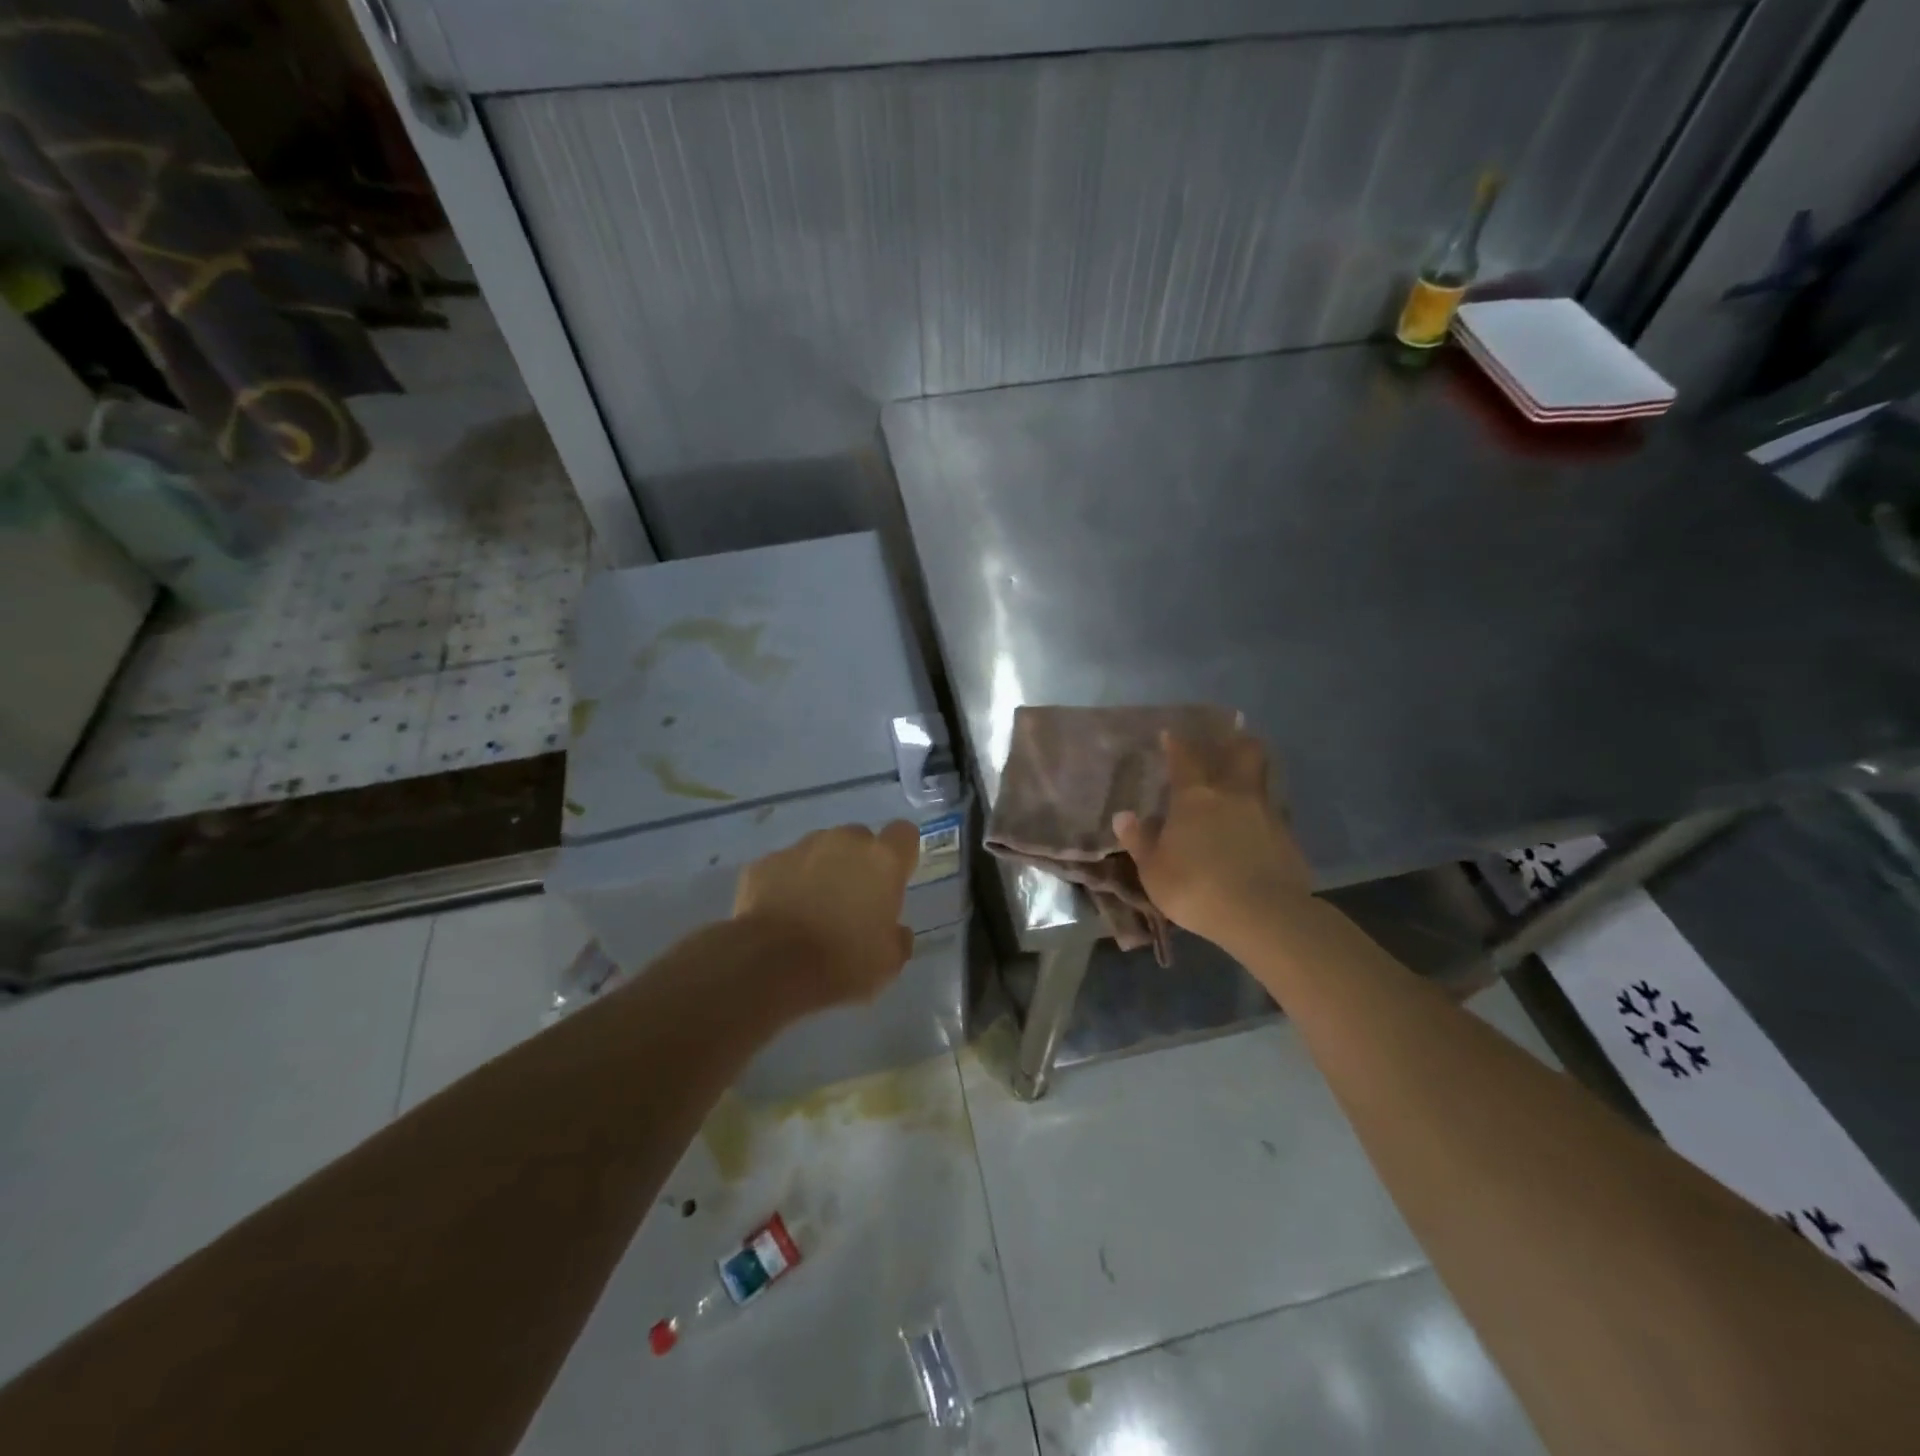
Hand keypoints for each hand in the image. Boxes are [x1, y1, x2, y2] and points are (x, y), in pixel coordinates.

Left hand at [733, 822, 920, 1007]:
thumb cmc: (841, 962)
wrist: (769, 966)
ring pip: (820, 849)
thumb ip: (898, 937)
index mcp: (882, 860)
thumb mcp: (887, 963)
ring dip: (822, 870)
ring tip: (811, 908)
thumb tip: (895, 930)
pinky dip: (786, 883)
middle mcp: (844, 842)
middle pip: (859, 839)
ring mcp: (801, 848)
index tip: (893, 879)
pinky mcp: (765, 862)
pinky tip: (781, 914)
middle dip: (858, 862)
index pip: (904, 833)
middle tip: (852, 900)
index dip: (900, 854)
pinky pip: (785, 867)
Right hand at [1112, 731, 1312, 949]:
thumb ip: (1139, 841)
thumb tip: (1123, 816)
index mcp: (1195, 797)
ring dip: (1252, 778)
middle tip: (1228, 743)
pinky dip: (1263, 817)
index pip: (1185, 758)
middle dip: (1236, 743)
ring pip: (1263, 781)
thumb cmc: (1196, 888)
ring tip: (1241, 790)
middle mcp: (1234, 794)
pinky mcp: (1289, 839)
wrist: (1263, 916)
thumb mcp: (1154, 870)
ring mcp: (1266, 814)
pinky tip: (1255, 832)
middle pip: (1244, 752)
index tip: (1171, 734)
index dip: (1177, 744)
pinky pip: (1274, 815)